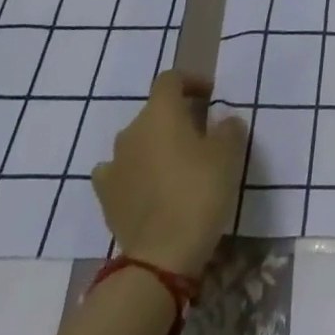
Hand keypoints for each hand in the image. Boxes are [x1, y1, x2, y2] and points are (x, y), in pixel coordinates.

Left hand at [91, 70, 246, 275]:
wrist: (161, 255)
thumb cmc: (199, 191)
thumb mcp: (229, 153)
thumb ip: (228, 128)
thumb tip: (223, 122)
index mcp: (160, 112)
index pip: (171, 79)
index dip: (192, 82)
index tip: (211, 96)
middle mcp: (131, 131)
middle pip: (155, 111)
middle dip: (177, 117)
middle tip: (202, 135)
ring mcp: (114, 164)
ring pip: (138, 142)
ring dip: (156, 145)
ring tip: (179, 164)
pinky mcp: (106, 196)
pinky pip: (121, 172)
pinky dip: (135, 173)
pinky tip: (149, 186)